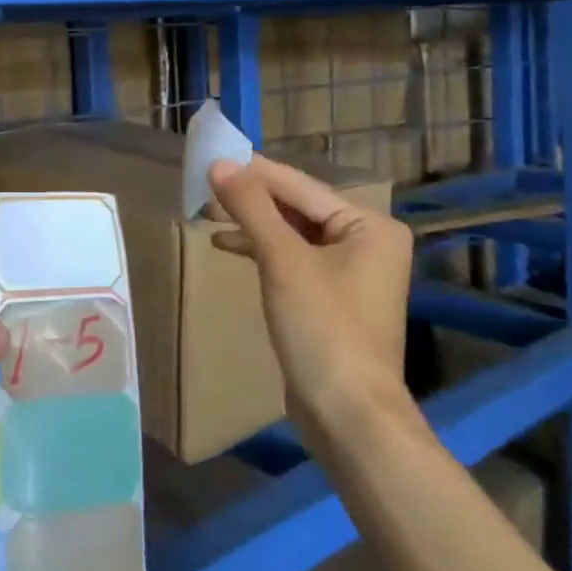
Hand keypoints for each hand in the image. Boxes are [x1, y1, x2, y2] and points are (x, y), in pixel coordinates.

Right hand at [209, 156, 414, 447]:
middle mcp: (366, 241)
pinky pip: (292, 258)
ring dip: (251, 223)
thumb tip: (219, 164)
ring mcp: (350, 272)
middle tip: (202, 186)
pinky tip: (227, 244)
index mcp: (369, 225)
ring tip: (207, 213)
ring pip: (291, 233)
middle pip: (296, 207)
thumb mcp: (283, 260)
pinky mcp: (330, 297)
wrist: (347, 414)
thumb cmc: (322, 328)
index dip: (252, 172)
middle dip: (250, 198)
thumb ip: (251, 207)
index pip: (299, 186)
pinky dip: (260, 249)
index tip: (210, 156)